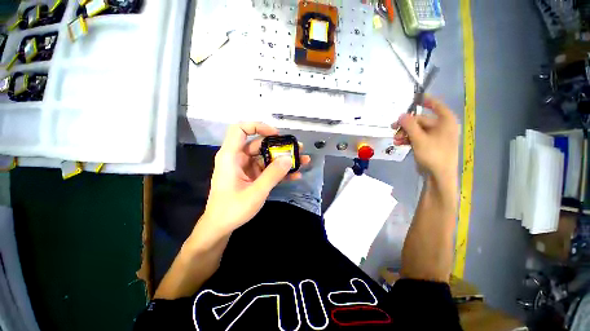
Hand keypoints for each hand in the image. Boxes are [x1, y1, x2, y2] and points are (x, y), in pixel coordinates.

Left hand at [202, 122, 310, 234]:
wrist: (221, 227)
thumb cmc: (232, 209)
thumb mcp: (256, 192)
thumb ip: (273, 175)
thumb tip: (288, 158)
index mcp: (231, 156)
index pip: (240, 129)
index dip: (258, 126)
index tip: (276, 134)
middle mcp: (238, 158)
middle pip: (259, 144)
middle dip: (279, 146)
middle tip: (298, 149)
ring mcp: (246, 168)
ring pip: (266, 157)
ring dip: (283, 159)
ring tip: (302, 161)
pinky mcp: (252, 176)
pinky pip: (267, 169)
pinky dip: (279, 171)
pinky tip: (295, 175)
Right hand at [391, 96, 459, 181]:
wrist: (439, 175)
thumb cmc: (433, 154)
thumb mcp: (419, 139)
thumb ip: (409, 125)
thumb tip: (401, 114)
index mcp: (446, 121)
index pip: (436, 105)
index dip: (425, 100)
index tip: (413, 99)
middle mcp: (442, 126)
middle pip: (421, 120)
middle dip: (406, 125)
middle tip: (393, 128)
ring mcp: (435, 136)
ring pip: (417, 130)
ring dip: (404, 133)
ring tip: (396, 139)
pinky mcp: (429, 144)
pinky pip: (417, 137)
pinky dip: (408, 139)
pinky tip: (399, 143)